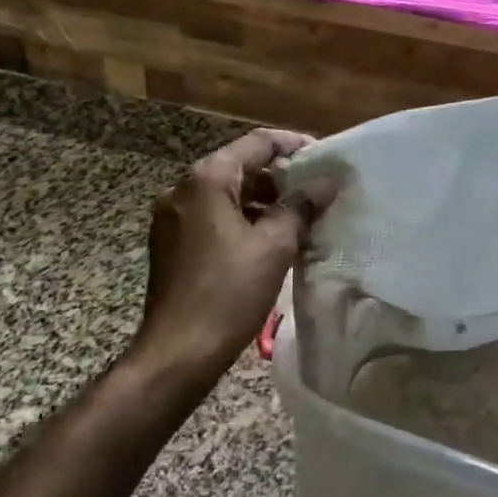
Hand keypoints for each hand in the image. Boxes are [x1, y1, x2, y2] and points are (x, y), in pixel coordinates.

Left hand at [136, 128, 319, 377]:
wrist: (176, 353)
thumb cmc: (228, 294)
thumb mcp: (274, 247)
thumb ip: (302, 207)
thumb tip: (327, 183)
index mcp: (207, 179)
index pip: (258, 143)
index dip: (294, 145)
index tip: (326, 160)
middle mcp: (183, 188)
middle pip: (241, 167)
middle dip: (281, 178)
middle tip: (318, 194)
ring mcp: (172, 217)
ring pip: (227, 195)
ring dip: (264, 203)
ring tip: (301, 220)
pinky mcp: (171, 243)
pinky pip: (213, 218)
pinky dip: (243, 222)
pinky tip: (269, 243)